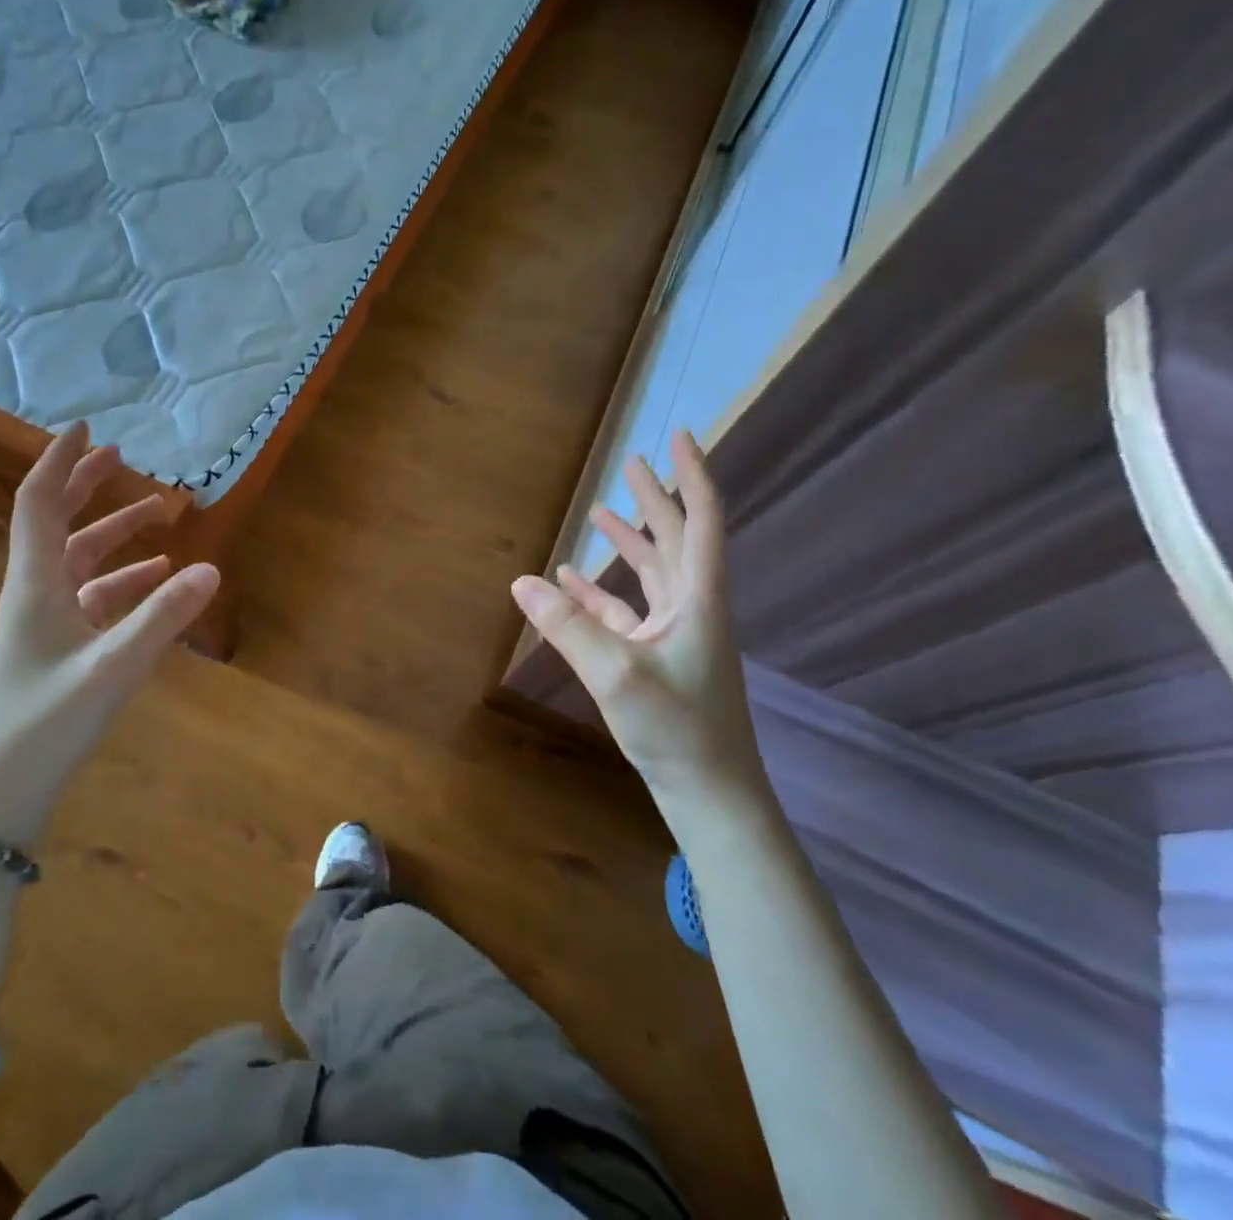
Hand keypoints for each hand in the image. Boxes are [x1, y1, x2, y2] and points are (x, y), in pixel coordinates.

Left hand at [0, 424, 218, 842]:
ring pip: (80, 560)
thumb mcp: (114, 667)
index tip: (87, 427)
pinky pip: (92, 597)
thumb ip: (164, 617)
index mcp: (35, 582)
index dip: (60, 460)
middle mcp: (35, 591)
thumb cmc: (46, 724)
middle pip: (57, 521)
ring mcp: (45, 622)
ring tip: (161, 516)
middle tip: (122, 458)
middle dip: (88, 486)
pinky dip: (123, 580)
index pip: (40, 501)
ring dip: (115, 534)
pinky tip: (157, 580)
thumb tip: (212, 569)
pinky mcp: (57, 649)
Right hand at [511, 430, 766, 808]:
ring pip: (652, 574)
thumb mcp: (616, 675)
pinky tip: (570, 583)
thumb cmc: (677, 730)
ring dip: (628, 543)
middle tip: (632, 463)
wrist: (710, 795)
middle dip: (654, 500)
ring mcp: (677, 634)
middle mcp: (692, 608)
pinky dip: (601, 592)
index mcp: (699, 599)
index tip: (678, 437)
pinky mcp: (659, 658)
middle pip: (675, 539)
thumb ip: (568, 626)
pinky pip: (627, 611)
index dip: (691, 476)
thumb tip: (522, 582)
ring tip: (600, 514)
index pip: (701, 521)